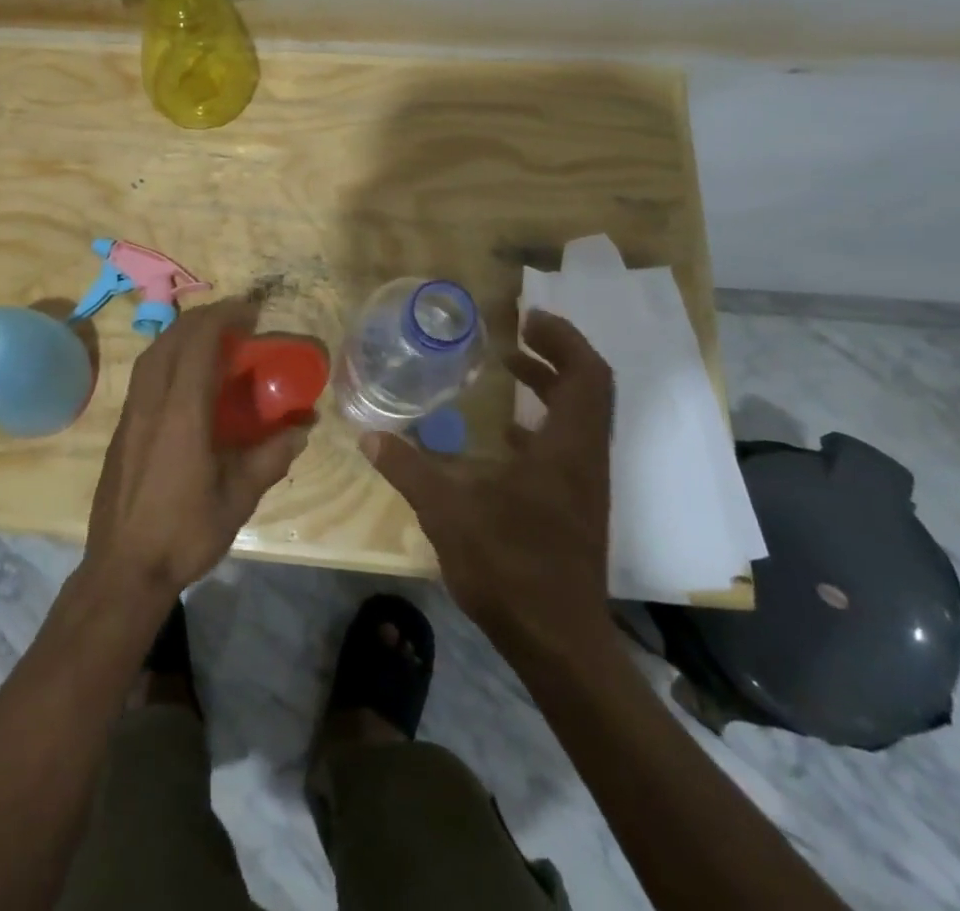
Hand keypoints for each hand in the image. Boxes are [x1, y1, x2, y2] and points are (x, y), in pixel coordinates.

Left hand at [86, 298, 310, 603]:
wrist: (123, 568)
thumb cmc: (184, 534)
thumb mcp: (239, 498)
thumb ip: (271, 457)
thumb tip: (303, 428)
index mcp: (182, 414)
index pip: (198, 343)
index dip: (224, 316)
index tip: (251, 310)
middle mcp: (151, 403)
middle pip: (172, 338)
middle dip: (205, 318)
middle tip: (237, 320)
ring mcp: (131, 413)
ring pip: (153, 353)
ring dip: (183, 334)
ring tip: (212, 338)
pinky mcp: (122, 427)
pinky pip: (145, 373)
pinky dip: (167, 355)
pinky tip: (186, 376)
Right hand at [360, 311, 614, 654]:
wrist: (558, 643)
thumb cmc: (510, 568)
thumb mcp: (448, 512)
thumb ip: (408, 469)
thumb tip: (369, 436)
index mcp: (566, 451)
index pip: (588, 376)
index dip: (564, 338)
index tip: (529, 317)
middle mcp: (585, 460)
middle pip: (590, 390)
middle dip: (557, 354)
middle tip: (517, 334)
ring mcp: (584, 486)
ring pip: (580, 418)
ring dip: (551, 387)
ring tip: (510, 368)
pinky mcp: (576, 508)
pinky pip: (568, 446)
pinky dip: (543, 423)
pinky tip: (506, 434)